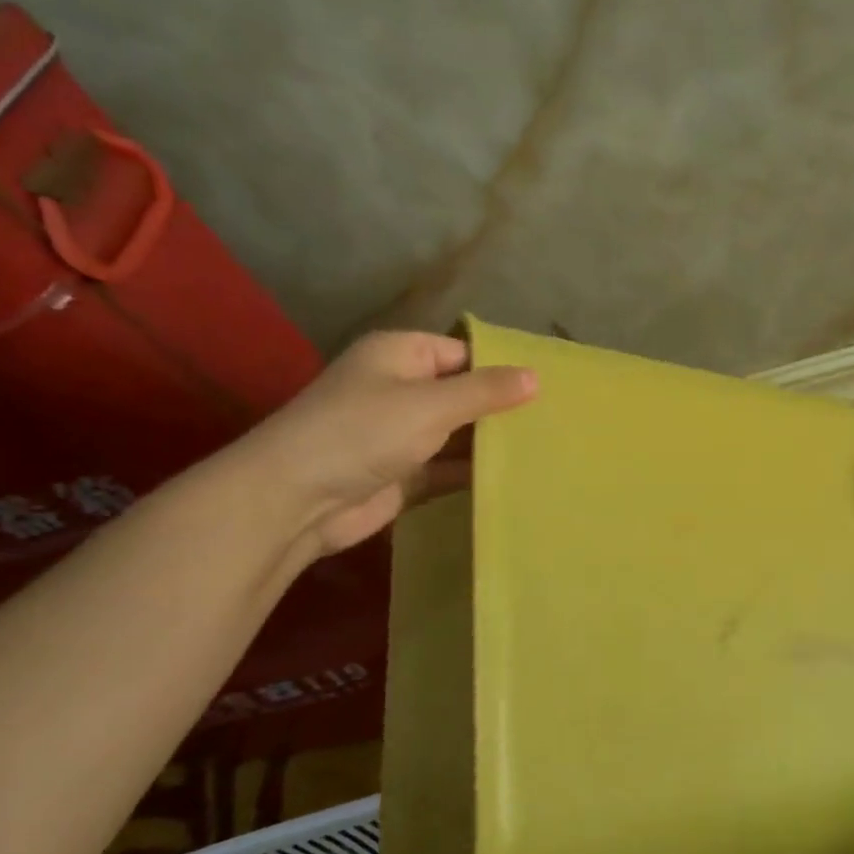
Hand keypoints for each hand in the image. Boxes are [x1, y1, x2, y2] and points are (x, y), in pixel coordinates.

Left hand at [231, 331, 535, 555]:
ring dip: (491, 443)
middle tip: (558, 420)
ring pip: (458, 433)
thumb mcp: (431, 404)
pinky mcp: (403, 475)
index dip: (502, 367)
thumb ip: (485, 391)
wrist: (295, 500)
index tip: (549, 386)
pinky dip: (474, 473)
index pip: (463, 352)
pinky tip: (516, 478)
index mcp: (401, 355)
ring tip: (548, 448)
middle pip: (463, 394)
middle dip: (502, 408)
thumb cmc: (363, 432)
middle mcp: (401, 389)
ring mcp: (401, 434)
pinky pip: (448, 468)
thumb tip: (536, 376)